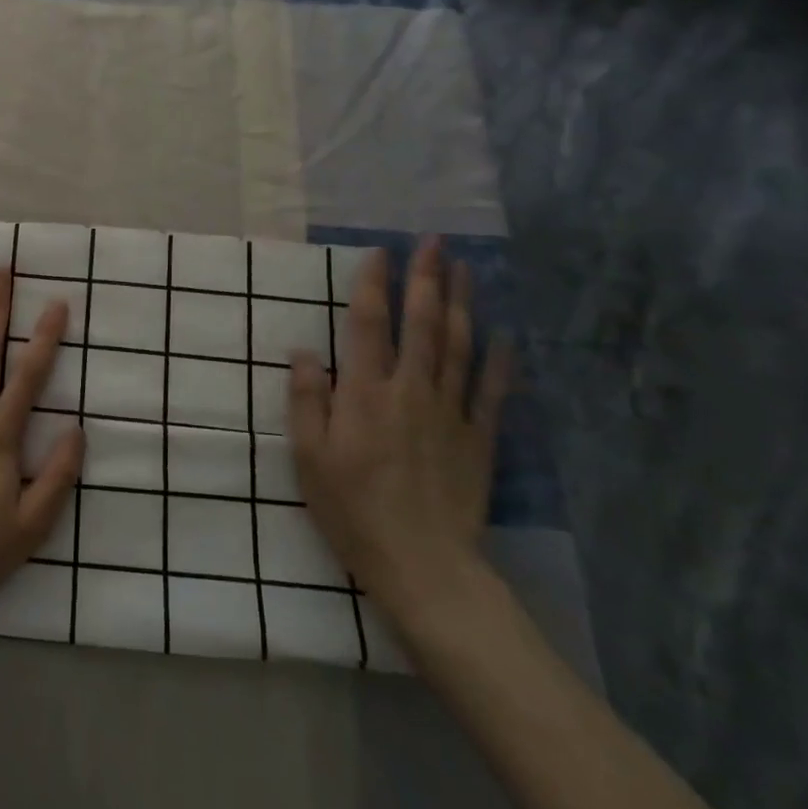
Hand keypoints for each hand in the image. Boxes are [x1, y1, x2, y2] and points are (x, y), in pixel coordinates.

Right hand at [287, 237, 515, 626]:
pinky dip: (499, 359)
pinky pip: (492, 391)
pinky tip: (504, 334)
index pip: (369, 324)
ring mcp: (449, 413)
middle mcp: (409, 390)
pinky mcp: (479, 439)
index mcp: (364, 393)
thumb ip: (305, 400)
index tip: (380, 252)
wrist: (423, 566)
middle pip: (421, 323)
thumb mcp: (308, 458)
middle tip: (434, 241)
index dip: (373, 284)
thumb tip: (303, 352)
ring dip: (461, 303)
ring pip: (458, 346)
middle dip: (426, 278)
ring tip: (465, 268)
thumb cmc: (352, 510)